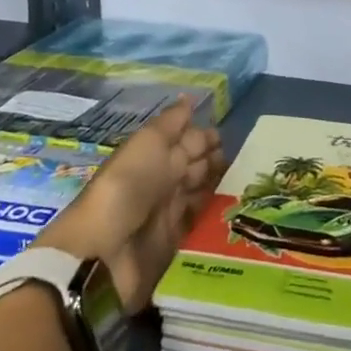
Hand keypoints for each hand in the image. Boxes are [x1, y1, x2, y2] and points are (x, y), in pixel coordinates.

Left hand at [35, 98, 226, 311]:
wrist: (105, 253)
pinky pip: (199, 229)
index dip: (206, 138)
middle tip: (244, 162)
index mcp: (153, 157)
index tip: (229, 137)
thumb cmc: (128, 188)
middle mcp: (161, 183)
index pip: (185, 142)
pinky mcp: (175, 247)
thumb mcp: (148, 144)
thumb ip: (171, 123)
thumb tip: (188, 98)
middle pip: (194, 169)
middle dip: (216, 162)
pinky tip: (236, 214)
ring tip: (245, 187)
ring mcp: (167, 216)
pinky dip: (214, 220)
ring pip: (199, 196)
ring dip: (219, 190)